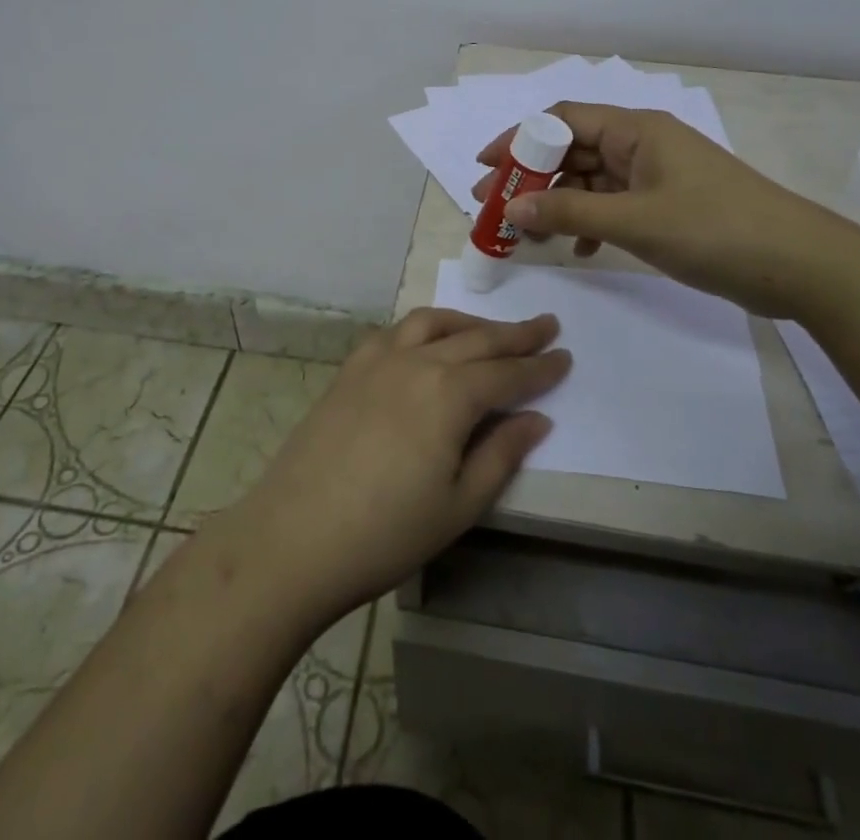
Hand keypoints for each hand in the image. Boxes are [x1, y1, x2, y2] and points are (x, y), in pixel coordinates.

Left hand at [220, 308, 569, 623]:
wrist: (294, 538)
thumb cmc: (386, 533)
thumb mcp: (459, 505)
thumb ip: (502, 454)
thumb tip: (537, 418)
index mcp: (450, 394)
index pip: (508, 373)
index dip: (540, 368)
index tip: (565, 357)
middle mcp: (418, 361)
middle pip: (477, 339)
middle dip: (516, 334)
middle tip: (546, 326)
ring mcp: (378, 360)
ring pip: (434, 323)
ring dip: (470, 322)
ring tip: (491, 330)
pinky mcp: (350, 369)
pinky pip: (396, 331)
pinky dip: (424, 327)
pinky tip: (428, 341)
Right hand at [472, 101, 847, 319]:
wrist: (800, 266)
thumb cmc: (716, 230)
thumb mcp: (636, 221)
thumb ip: (571, 212)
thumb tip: (514, 208)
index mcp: (636, 130)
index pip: (564, 120)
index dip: (521, 139)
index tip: (487, 168)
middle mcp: (642, 145)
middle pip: (573, 151)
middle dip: (533, 178)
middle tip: (496, 208)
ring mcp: (657, 176)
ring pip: (592, 181)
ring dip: (560, 204)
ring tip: (528, 235)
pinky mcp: (668, 207)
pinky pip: (615, 206)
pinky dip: (592, 224)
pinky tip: (581, 251)